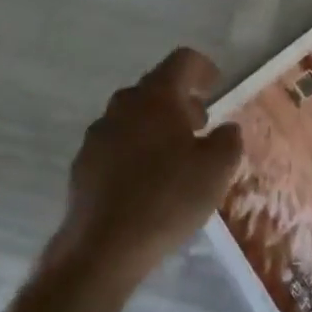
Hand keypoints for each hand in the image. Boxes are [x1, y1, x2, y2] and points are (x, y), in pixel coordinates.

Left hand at [50, 47, 242, 288]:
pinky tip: (143, 182)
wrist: (101, 250)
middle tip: (199, 125)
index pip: (182, 60)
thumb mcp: (216, 171)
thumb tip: (227, 129)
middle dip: (180, 100)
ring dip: (155, 125)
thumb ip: (228, 141)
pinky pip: (114, 144)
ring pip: (132, 116)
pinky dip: (132, 150)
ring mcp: (98, 133)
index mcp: (157, 96)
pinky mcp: (82, 164)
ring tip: (173, 157)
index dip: (203, 67)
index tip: (216, 85)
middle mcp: (124, 104)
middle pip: (155, 87)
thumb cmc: (166, 199)